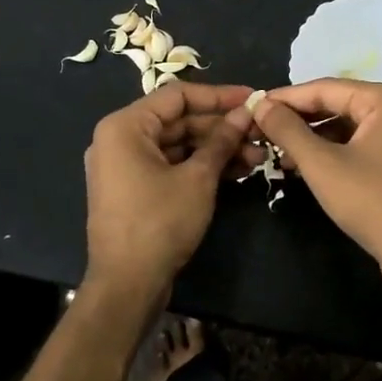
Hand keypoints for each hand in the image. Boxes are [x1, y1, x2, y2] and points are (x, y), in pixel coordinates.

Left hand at [83, 82, 255, 303]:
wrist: (127, 284)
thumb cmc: (159, 222)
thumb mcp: (197, 178)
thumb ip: (221, 141)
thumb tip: (245, 113)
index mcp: (125, 126)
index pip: (178, 96)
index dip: (219, 96)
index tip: (253, 99)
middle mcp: (120, 139)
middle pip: (179, 121)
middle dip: (222, 128)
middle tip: (260, 134)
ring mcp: (126, 166)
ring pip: (178, 146)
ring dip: (216, 149)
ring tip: (258, 157)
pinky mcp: (136, 190)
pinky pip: (171, 166)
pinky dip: (200, 167)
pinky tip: (237, 171)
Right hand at [252, 79, 381, 278]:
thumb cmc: (370, 201)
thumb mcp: (321, 165)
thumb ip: (288, 130)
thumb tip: (261, 106)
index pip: (327, 89)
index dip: (288, 98)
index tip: (257, 105)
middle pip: (343, 104)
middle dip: (303, 119)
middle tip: (267, 128)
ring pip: (355, 123)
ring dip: (320, 136)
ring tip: (283, 150)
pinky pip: (370, 139)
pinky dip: (342, 147)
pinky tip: (313, 161)